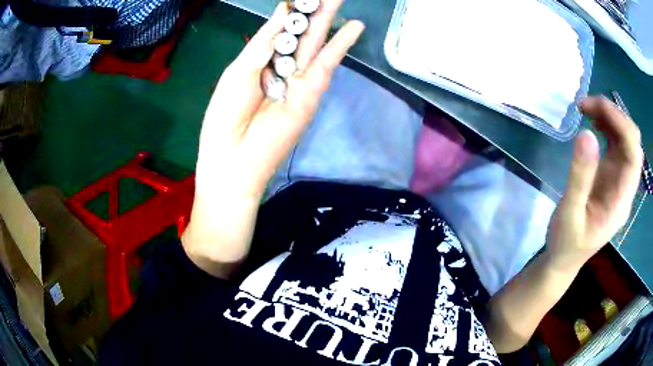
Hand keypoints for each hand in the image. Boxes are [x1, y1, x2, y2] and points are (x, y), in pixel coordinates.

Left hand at [196, 0, 363, 198]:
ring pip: (316, 43)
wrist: (233, 158)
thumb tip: (283, 12)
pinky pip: (327, 63)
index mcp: (259, 61)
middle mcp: (281, 66)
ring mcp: (299, 79)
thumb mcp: (240, 71)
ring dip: (329, 19)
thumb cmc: (225, 115)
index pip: (278, 29)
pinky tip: (354, 27)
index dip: (290, 10)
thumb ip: (263, 42)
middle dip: (314, 10)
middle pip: (301, 32)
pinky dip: (340, 45)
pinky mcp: (312, 93)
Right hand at [546, 96, 642, 271]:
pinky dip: (607, 126)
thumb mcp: (569, 214)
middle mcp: (626, 186)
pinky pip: (617, 143)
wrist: (565, 259)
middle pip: (632, 141)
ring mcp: (620, 179)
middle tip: (587, 106)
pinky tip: (594, 123)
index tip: (595, 107)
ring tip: (586, 109)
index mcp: (621, 201)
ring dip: (610, 117)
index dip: (620, 124)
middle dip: (614, 116)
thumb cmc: (567, 244)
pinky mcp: (612, 174)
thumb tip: (586, 134)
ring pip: (626, 138)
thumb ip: (580, 178)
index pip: (633, 154)